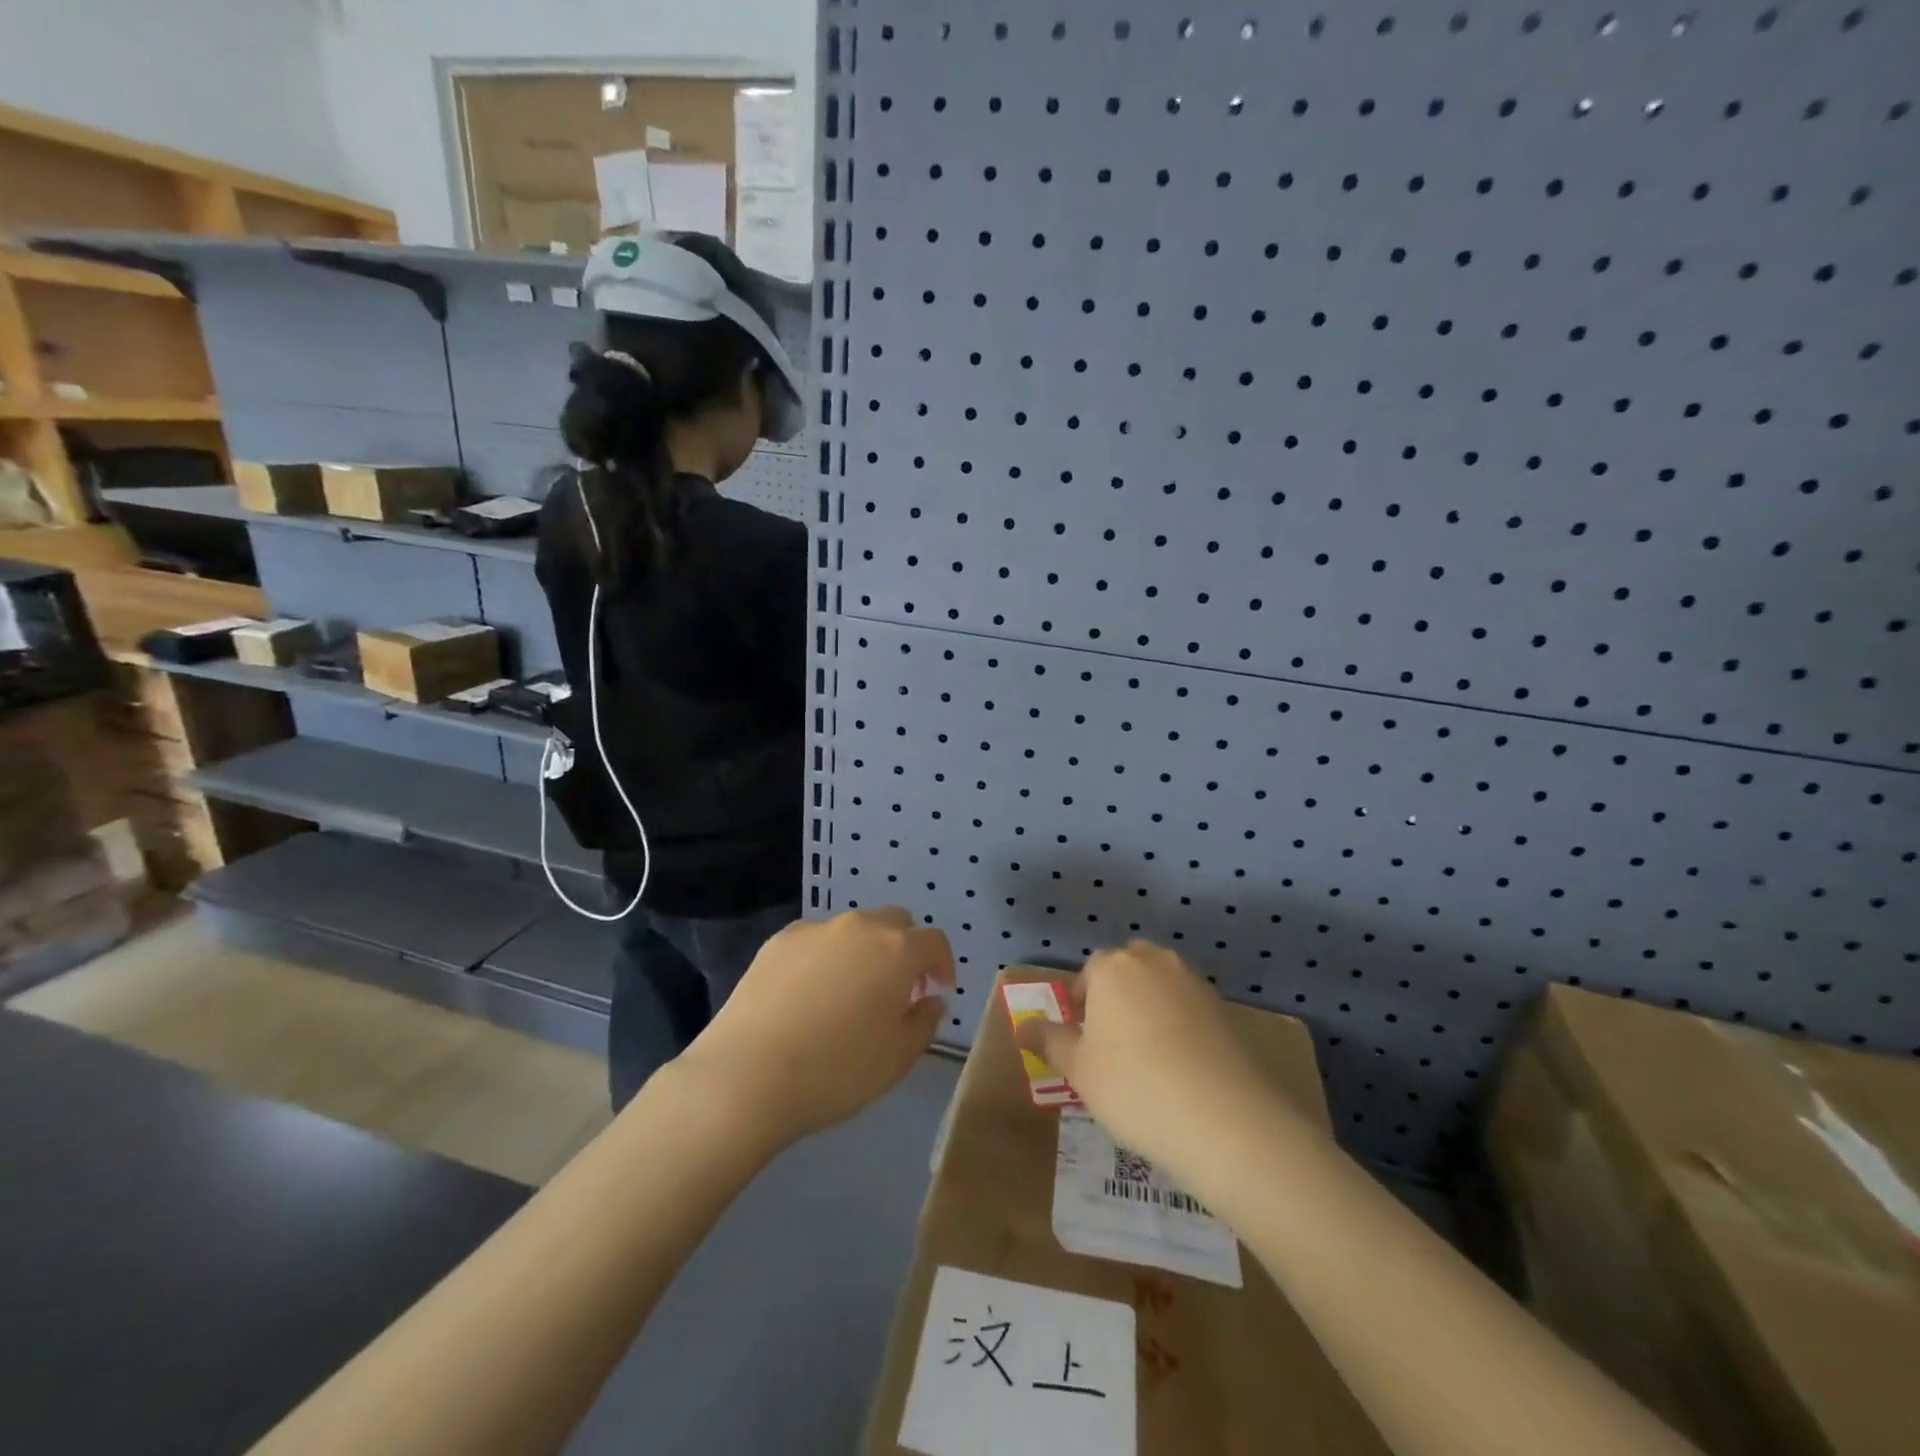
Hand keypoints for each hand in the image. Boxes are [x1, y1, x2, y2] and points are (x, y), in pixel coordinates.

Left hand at [679, 907, 953, 1150]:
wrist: (748, 1075)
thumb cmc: (837, 1070)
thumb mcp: (898, 1058)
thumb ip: (925, 1023)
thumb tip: (930, 1001)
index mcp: (896, 950)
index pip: (933, 942)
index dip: (942, 964)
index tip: (939, 990)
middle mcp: (859, 927)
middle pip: (894, 923)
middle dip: (905, 949)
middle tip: (899, 989)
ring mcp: (815, 930)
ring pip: (853, 930)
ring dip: (864, 952)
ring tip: (850, 994)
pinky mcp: (778, 941)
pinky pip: (816, 941)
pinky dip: (825, 958)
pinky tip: (809, 995)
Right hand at [1016, 943, 1282, 1186]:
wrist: (1223, 1118)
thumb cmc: (1134, 1087)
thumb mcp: (1079, 1070)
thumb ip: (1049, 1041)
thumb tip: (1021, 1026)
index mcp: (1111, 967)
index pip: (1088, 972)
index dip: (1082, 1004)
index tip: (1083, 1040)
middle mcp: (1153, 961)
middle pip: (1127, 969)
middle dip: (1116, 996)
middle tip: (1112, 1043)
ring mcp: (1193, 981)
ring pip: (1160, 984)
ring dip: (1150, 1007)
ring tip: (1148, 1056)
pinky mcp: (1224, 1007)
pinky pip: (1189, 1006)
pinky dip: (1181, 1023)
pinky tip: (1181, 1064)